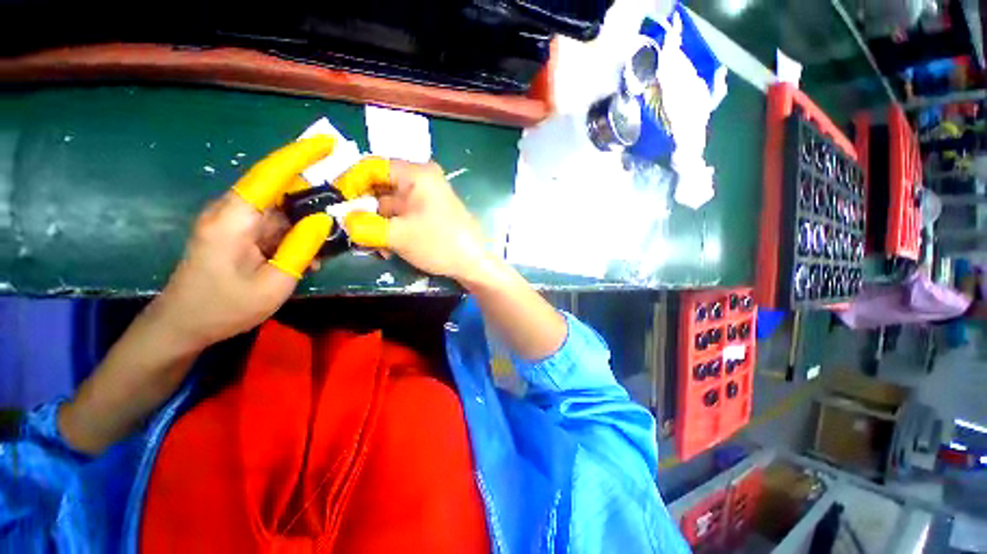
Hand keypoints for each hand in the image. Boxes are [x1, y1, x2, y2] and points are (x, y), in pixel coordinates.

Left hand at [151, 136, 337, 350]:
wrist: (182, 325)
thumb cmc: (225, 307)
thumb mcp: (274, 282)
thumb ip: (301, 247)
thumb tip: (324, 219)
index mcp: (234, 218)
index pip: (270, 174)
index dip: (300, 155)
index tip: (329, 144)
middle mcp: (231, 211)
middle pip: (278, 188)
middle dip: (314, 193)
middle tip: (345, 207)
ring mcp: (232, 221)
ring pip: (279, 208)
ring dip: (306, 220)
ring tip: (328, 242)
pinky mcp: (236, 232)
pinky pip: (272, 224)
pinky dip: (294, 234)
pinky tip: (308, 255)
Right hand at [343, 160, 489, 284]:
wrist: (473, 264)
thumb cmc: (439, 244)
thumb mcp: (398, 235)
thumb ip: (364, 225)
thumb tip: (342, 220)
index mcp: (417, 174)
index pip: (373, 166)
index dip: (350, 181)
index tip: (335, 202)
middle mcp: (422, 180)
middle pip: (380, 187)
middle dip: (364, 209)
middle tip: (350, 228)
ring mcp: (427, 198)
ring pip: (389, 205)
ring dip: (377, 224)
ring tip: (373, 246)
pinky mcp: (429, 214)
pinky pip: (402, 216)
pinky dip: (391, 229)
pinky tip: (387, 248)